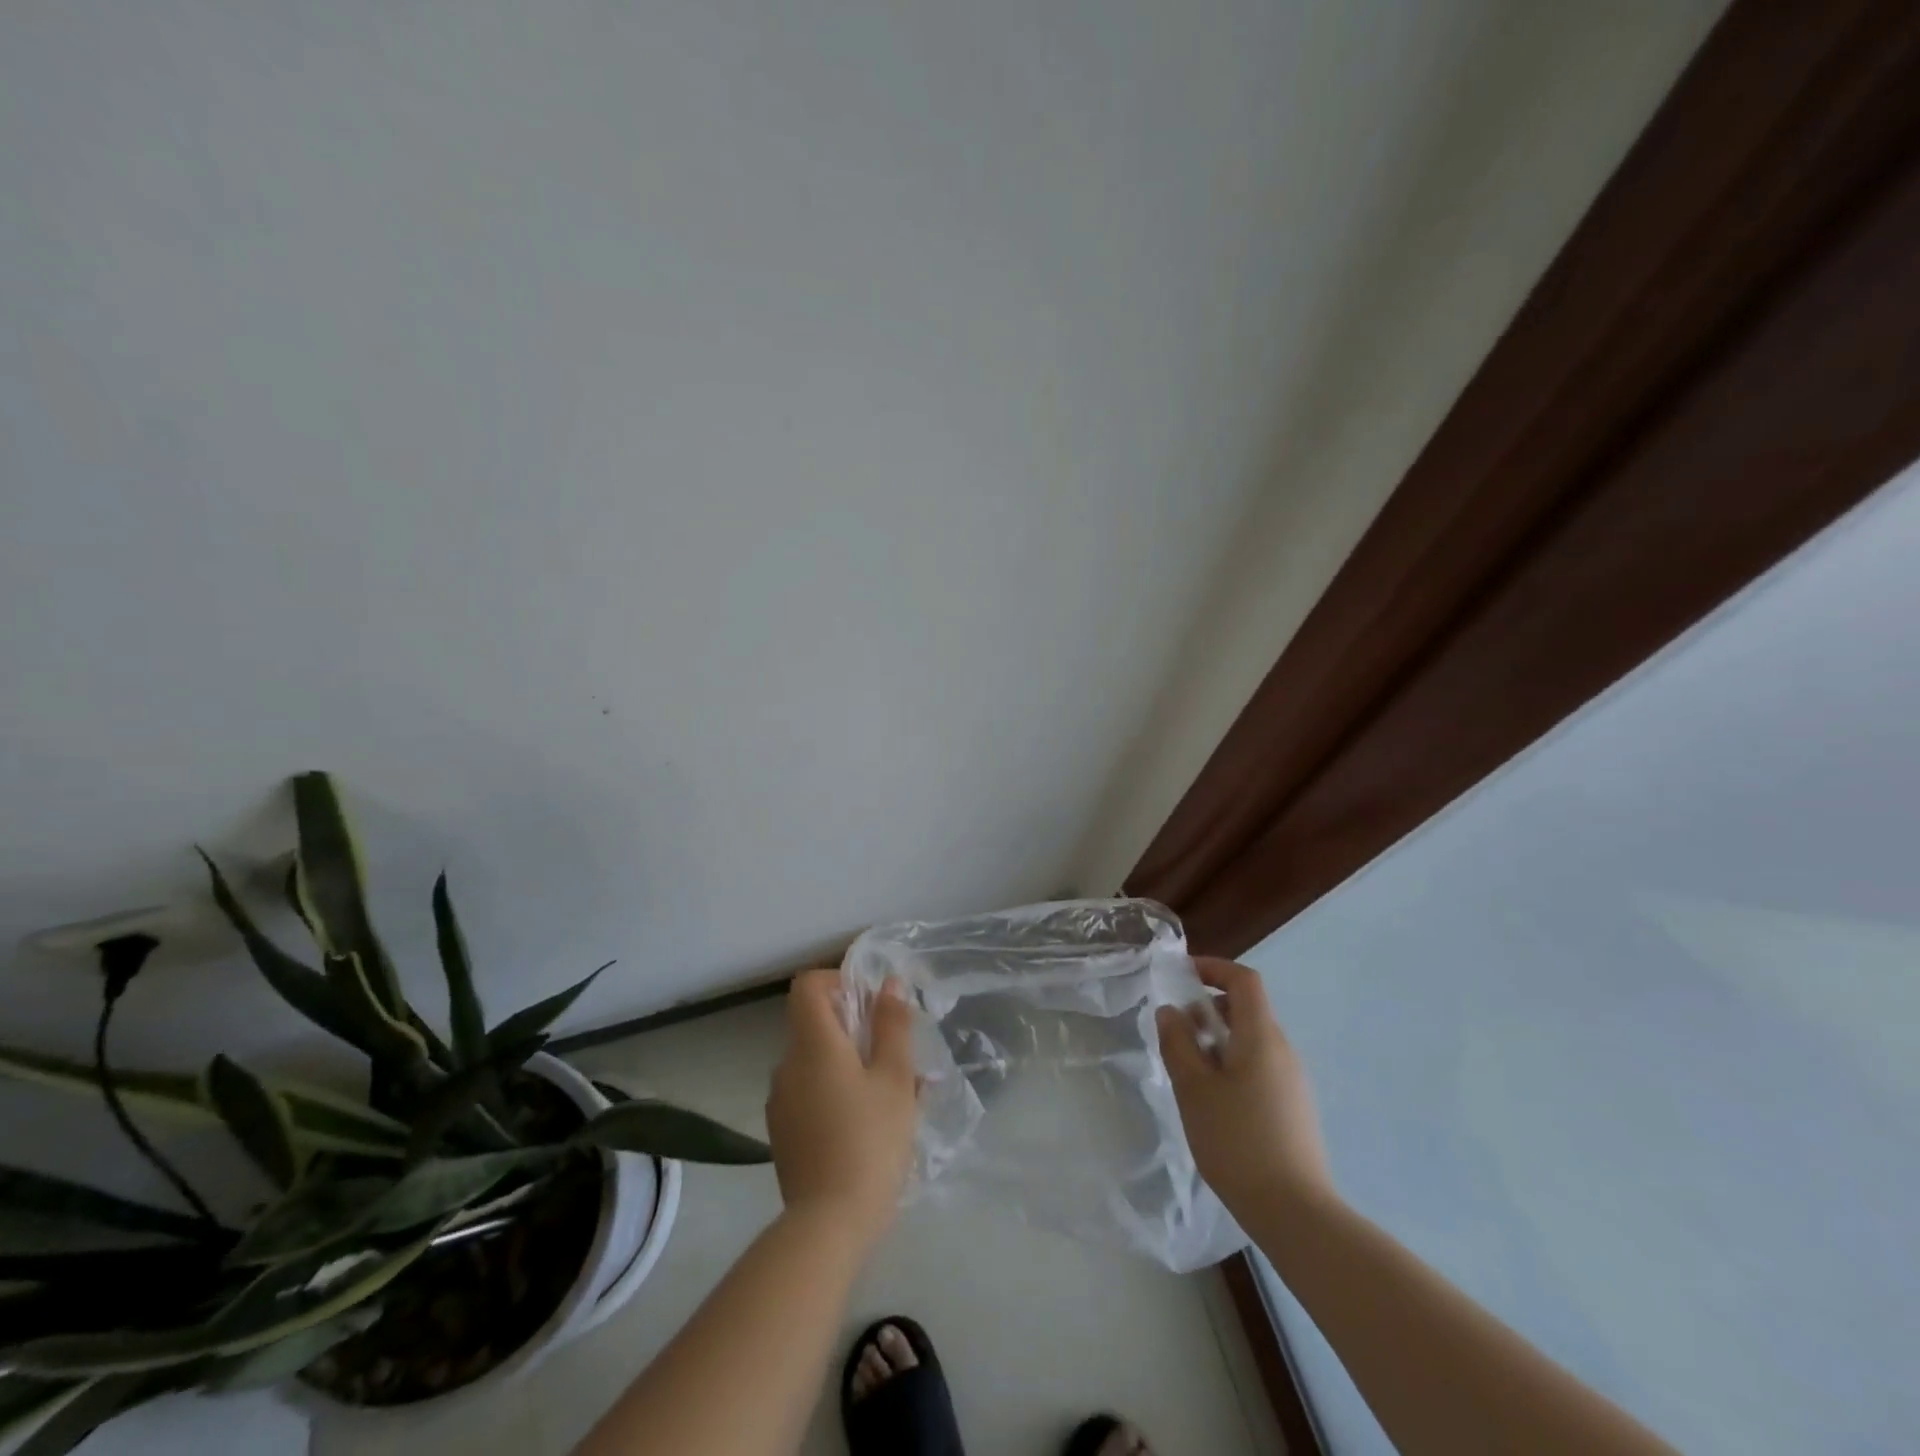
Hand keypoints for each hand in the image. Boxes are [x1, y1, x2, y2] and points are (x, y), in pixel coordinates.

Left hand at [766, 969, 918, 1252]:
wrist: (828, 1226)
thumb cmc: (870, 1140)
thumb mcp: (895, 1078)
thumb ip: (892, 1025)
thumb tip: (888, 983)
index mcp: (812, 1044)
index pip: (807, 986)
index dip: (837, 981)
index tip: (871, 1003)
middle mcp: (787, 1065)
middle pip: (815, 1024)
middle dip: (855, 1028)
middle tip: (895, 1054)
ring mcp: (781, 1102)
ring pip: (816, 1063)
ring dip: (849, 1064)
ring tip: (892, 1095)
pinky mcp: (783, 1134)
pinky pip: (810, 1094)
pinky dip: (836, 1093)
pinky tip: (868, 1125)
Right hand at [1157, 957, 1335, 1219]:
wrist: (1295, 1213)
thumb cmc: (1237, 1141)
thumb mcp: (1193, 1088)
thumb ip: (1178, 1042)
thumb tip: (1170, 1011)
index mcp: (1261, 1036)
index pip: (1244, 980)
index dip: (1214, 968)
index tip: (1182, 975)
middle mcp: (1283, 1050)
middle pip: (1247, 1010)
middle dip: (1209, 1009)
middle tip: (1176, 1032)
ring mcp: (1293, 1081)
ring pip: (1252, 1041)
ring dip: (1218, 1040)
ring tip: (1189, 1071)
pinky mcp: (1294, 1108)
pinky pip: (1260, 1067)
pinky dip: (1232, 1064)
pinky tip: (1214, 1101)